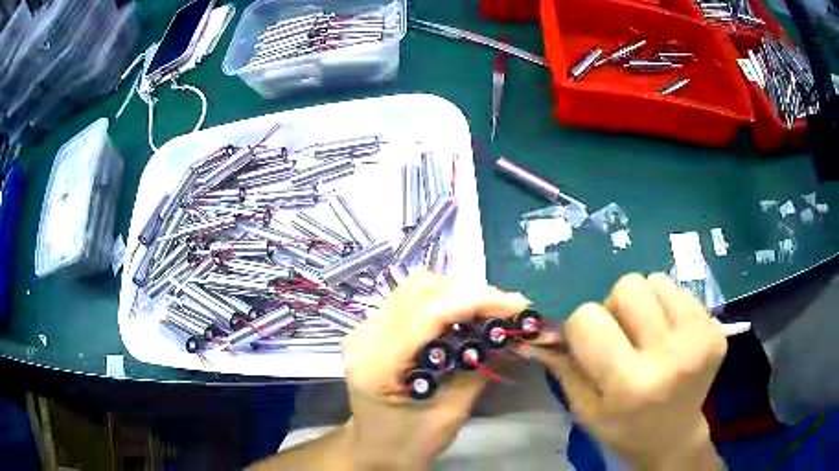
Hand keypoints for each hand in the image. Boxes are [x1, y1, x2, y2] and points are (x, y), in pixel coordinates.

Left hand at [342, 271, 528, 468]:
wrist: (375, 449)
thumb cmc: (409, 442)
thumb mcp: (450, 414)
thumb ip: (477, 370)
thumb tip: (510, 334)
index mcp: (377, 363)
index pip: (427, 313)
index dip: (475, 301)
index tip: (516, 305)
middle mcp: (365, 337)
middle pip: (421, 291)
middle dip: (471, 293)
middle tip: (507, 308)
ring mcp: (366, 329)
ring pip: (417, 288)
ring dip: (459, 293)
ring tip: (491, 310)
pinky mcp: (375, 328)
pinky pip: (412, 299)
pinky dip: (445, 300)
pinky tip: (466, 314)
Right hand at [525, 273, 726, 469]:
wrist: (675, 436)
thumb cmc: (624, 428)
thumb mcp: (585, 409)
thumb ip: (564, 367)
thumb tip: (538, 332)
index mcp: (631, 383)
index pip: (588, 319)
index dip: (580, 328)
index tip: (589, 346)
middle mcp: (670, 355)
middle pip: (627, 287)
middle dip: (615, 308)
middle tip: (623, 337)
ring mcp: (699, 337)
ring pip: (655, 280)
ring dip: (644, 303)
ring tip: (649, 335)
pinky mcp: (716, 327)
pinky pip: (679, 290)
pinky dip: (667, 307)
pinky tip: (670, 337)